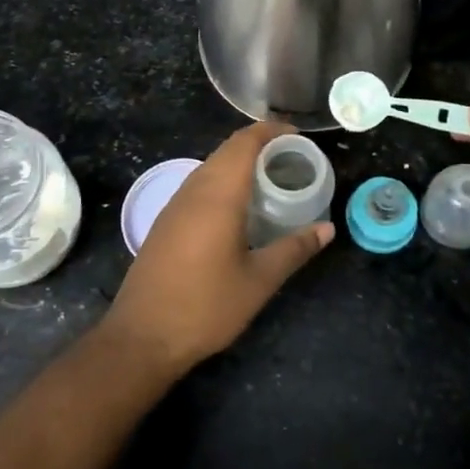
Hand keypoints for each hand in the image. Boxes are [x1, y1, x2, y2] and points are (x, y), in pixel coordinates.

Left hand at [102, 121, 334, 374]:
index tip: (298, 136)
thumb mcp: (258, 281)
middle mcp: (194, 190)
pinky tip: (239, 207)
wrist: (141, 337)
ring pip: (211, 166)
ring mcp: (175, 205)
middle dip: (259, 145)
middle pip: (227, 150)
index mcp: (218, 195)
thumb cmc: (205, 306)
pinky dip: (224, 181)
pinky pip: (199, 185)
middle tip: (292, 159)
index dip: (271, 131)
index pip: (244, 142)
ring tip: (271, 179)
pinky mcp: (166, 221)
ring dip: (239, 163)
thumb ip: (294, 249)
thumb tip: (328, 229)